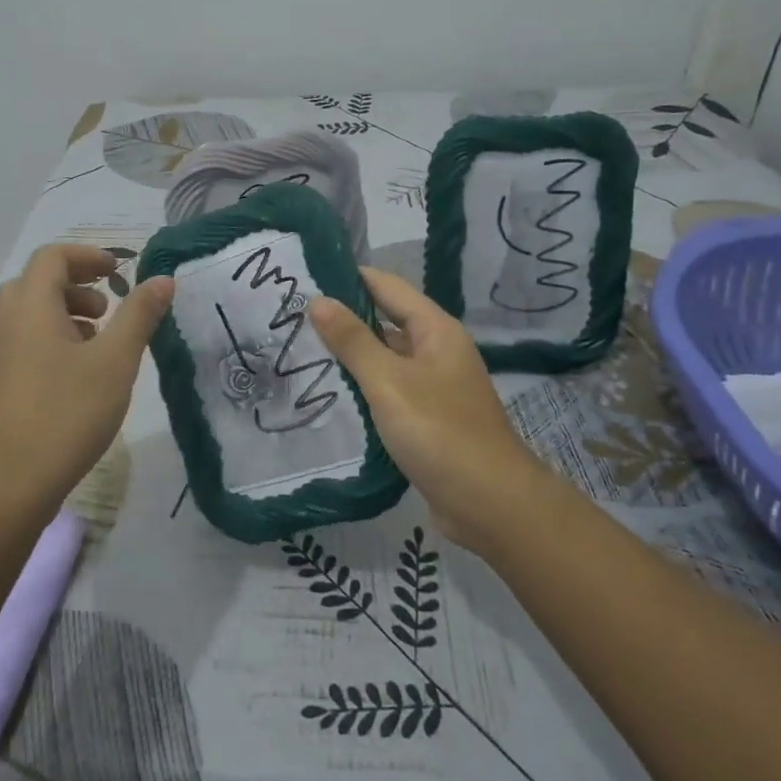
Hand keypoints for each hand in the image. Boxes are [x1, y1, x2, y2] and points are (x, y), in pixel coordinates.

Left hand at [0, 244, 172, 508]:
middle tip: (108, 308)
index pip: (52, 257)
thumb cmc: (65, 414)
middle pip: (36, 282)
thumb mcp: (115, 362)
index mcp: (30, 306)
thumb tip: (162, 279)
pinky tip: (76, 377)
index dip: (88, 256)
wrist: (4, 487)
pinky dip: (50, 340)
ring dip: (64, 314)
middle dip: (76, 285)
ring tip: (98, 343)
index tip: (120, 270)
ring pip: (28, 315)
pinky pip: (21, 342)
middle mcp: (4, 322)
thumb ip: (139, 315)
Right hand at [309, 267, 554, 552]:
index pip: (386, 286)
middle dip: (344, 318)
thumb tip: (318, 300)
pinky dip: (363, 387)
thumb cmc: (439, 432)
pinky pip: (389, 390)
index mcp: (435, 330)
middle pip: (386, 321)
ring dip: (351, 355)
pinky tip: (331, 393)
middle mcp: (437, 350)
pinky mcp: (427, 418)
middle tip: (292, 318)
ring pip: (386, 359)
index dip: (349, 278)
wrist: (489, 503)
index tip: (305, 277)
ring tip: (301, 351)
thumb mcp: (389, 381)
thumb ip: (353, 341)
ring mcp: (434, 386)